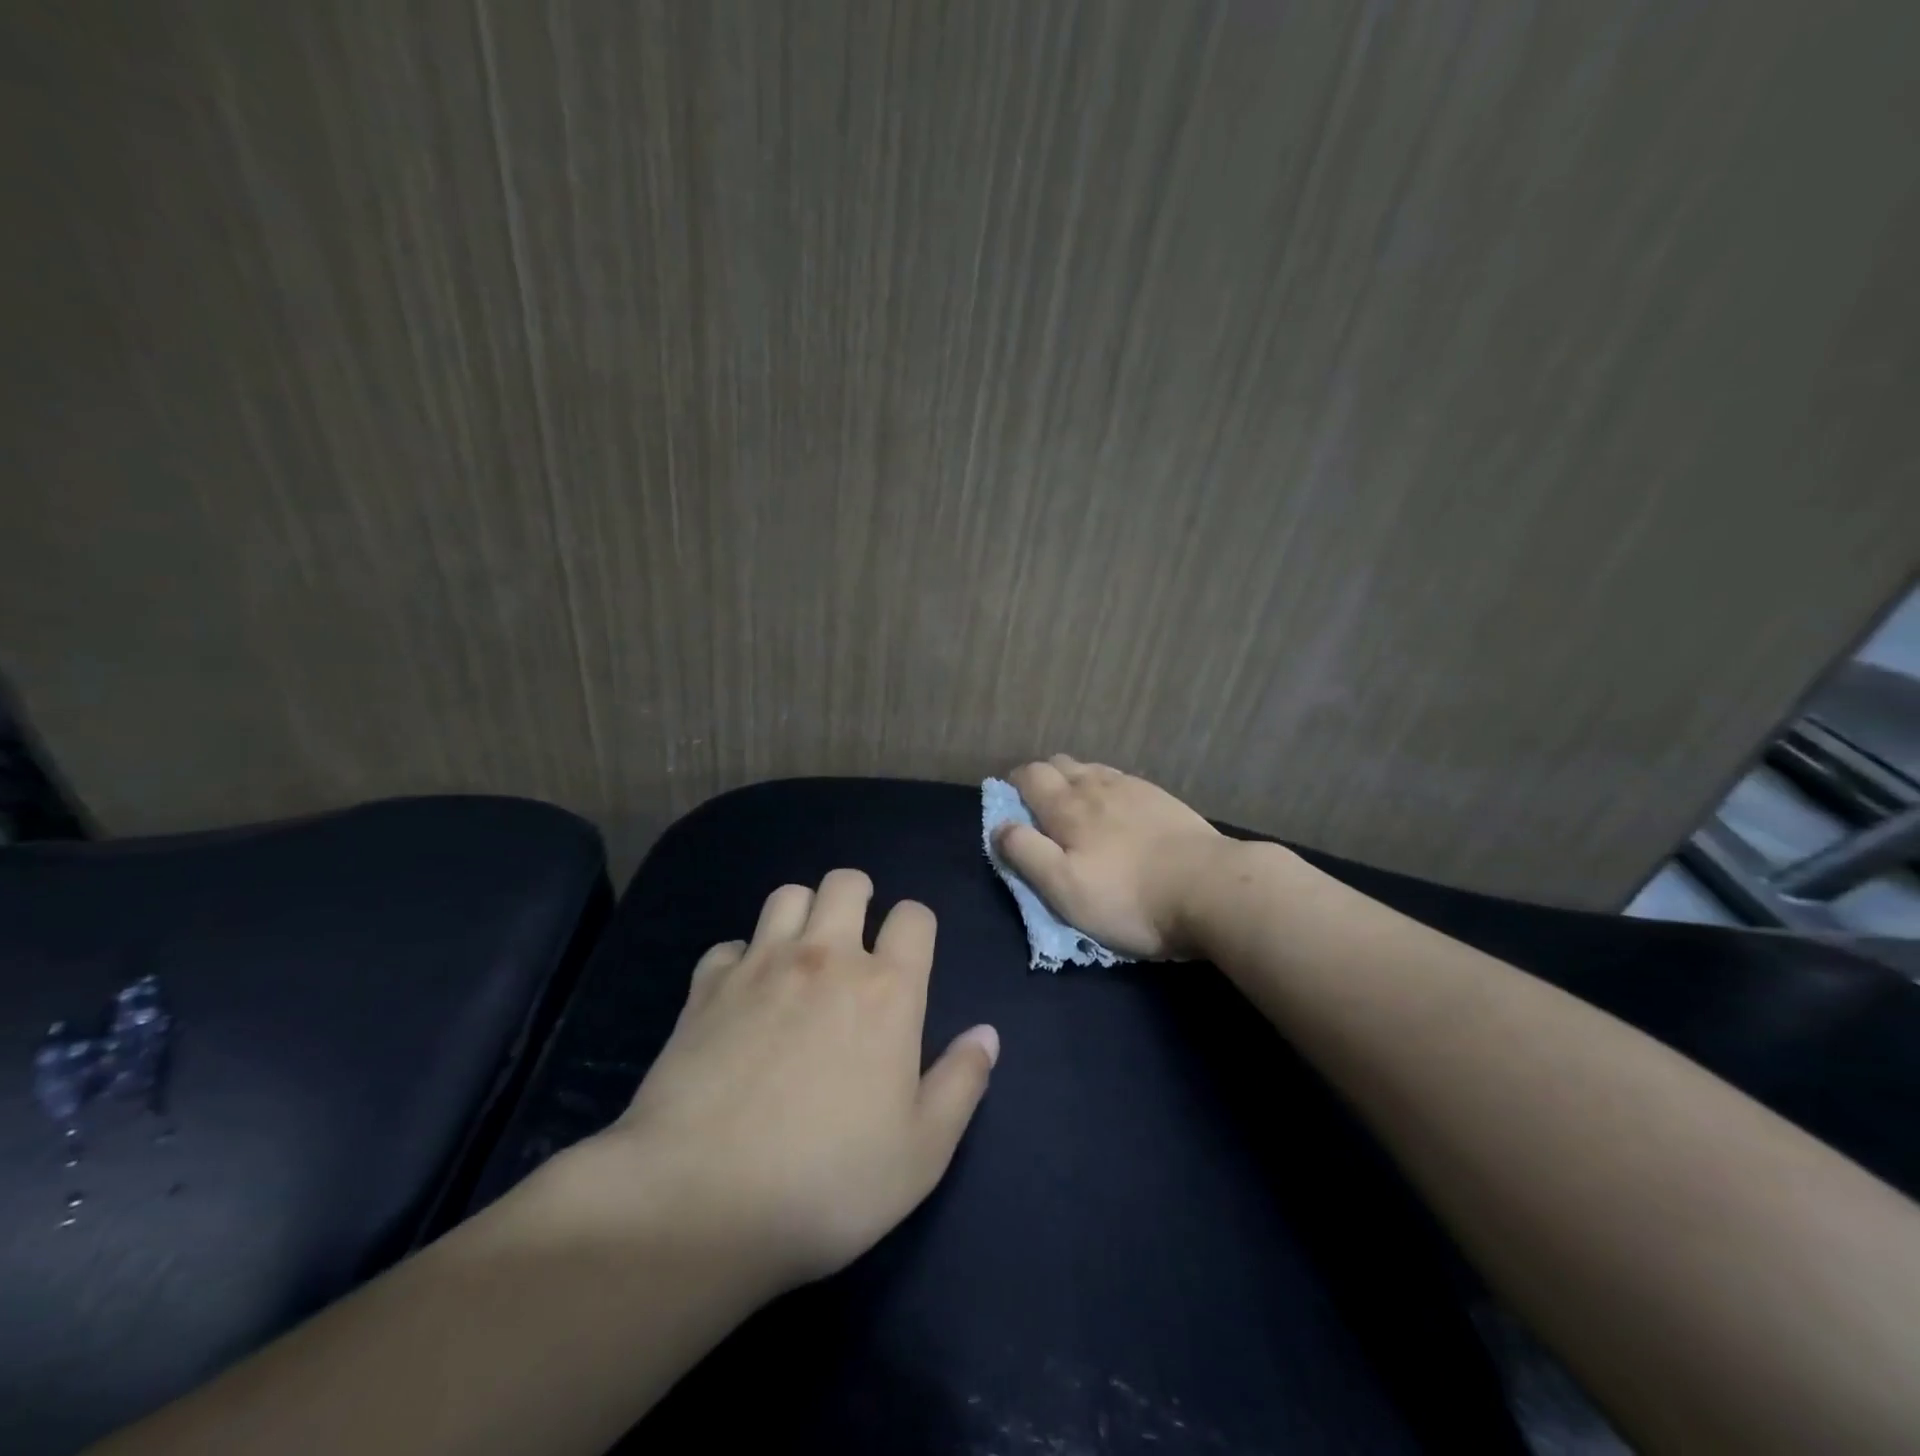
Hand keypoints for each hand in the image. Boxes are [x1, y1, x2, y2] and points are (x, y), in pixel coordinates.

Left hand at [579, 870, 998, 1294]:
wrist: (699, 1201)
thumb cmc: (828, 1182)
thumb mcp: (922, 1152)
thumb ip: (962, 1083)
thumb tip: (986, 1034)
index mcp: (887, 989)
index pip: (914, 916)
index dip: (917, 927)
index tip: (910, 957)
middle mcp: (826, 959)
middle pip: (846, 883)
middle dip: (858, 898)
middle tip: (855, 941)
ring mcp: (761, 965)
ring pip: (788, 895)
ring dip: (802, 913)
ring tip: (802, 955)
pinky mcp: (706, 987)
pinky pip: (730, 945)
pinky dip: (741, 959)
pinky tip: (742, 996)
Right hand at [996, 755, 1228, 959]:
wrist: (1211, 888)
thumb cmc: (1128, 897)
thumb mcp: (1064, 888)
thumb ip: (1026, 853)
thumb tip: (999, 826)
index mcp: (1067, 806)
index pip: (1030, 775)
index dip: (1014, 784)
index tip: (1012, 804)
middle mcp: (1097, 785)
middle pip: (1060, 764)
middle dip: (1043, 778)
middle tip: (1041, 809)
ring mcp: (1134, 788)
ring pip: (1092, 769)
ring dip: (1076, 780)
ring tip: (1078, 809)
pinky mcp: (1163, 799)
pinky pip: (1123, 781)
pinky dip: (1108, 788)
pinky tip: (1119, 811)